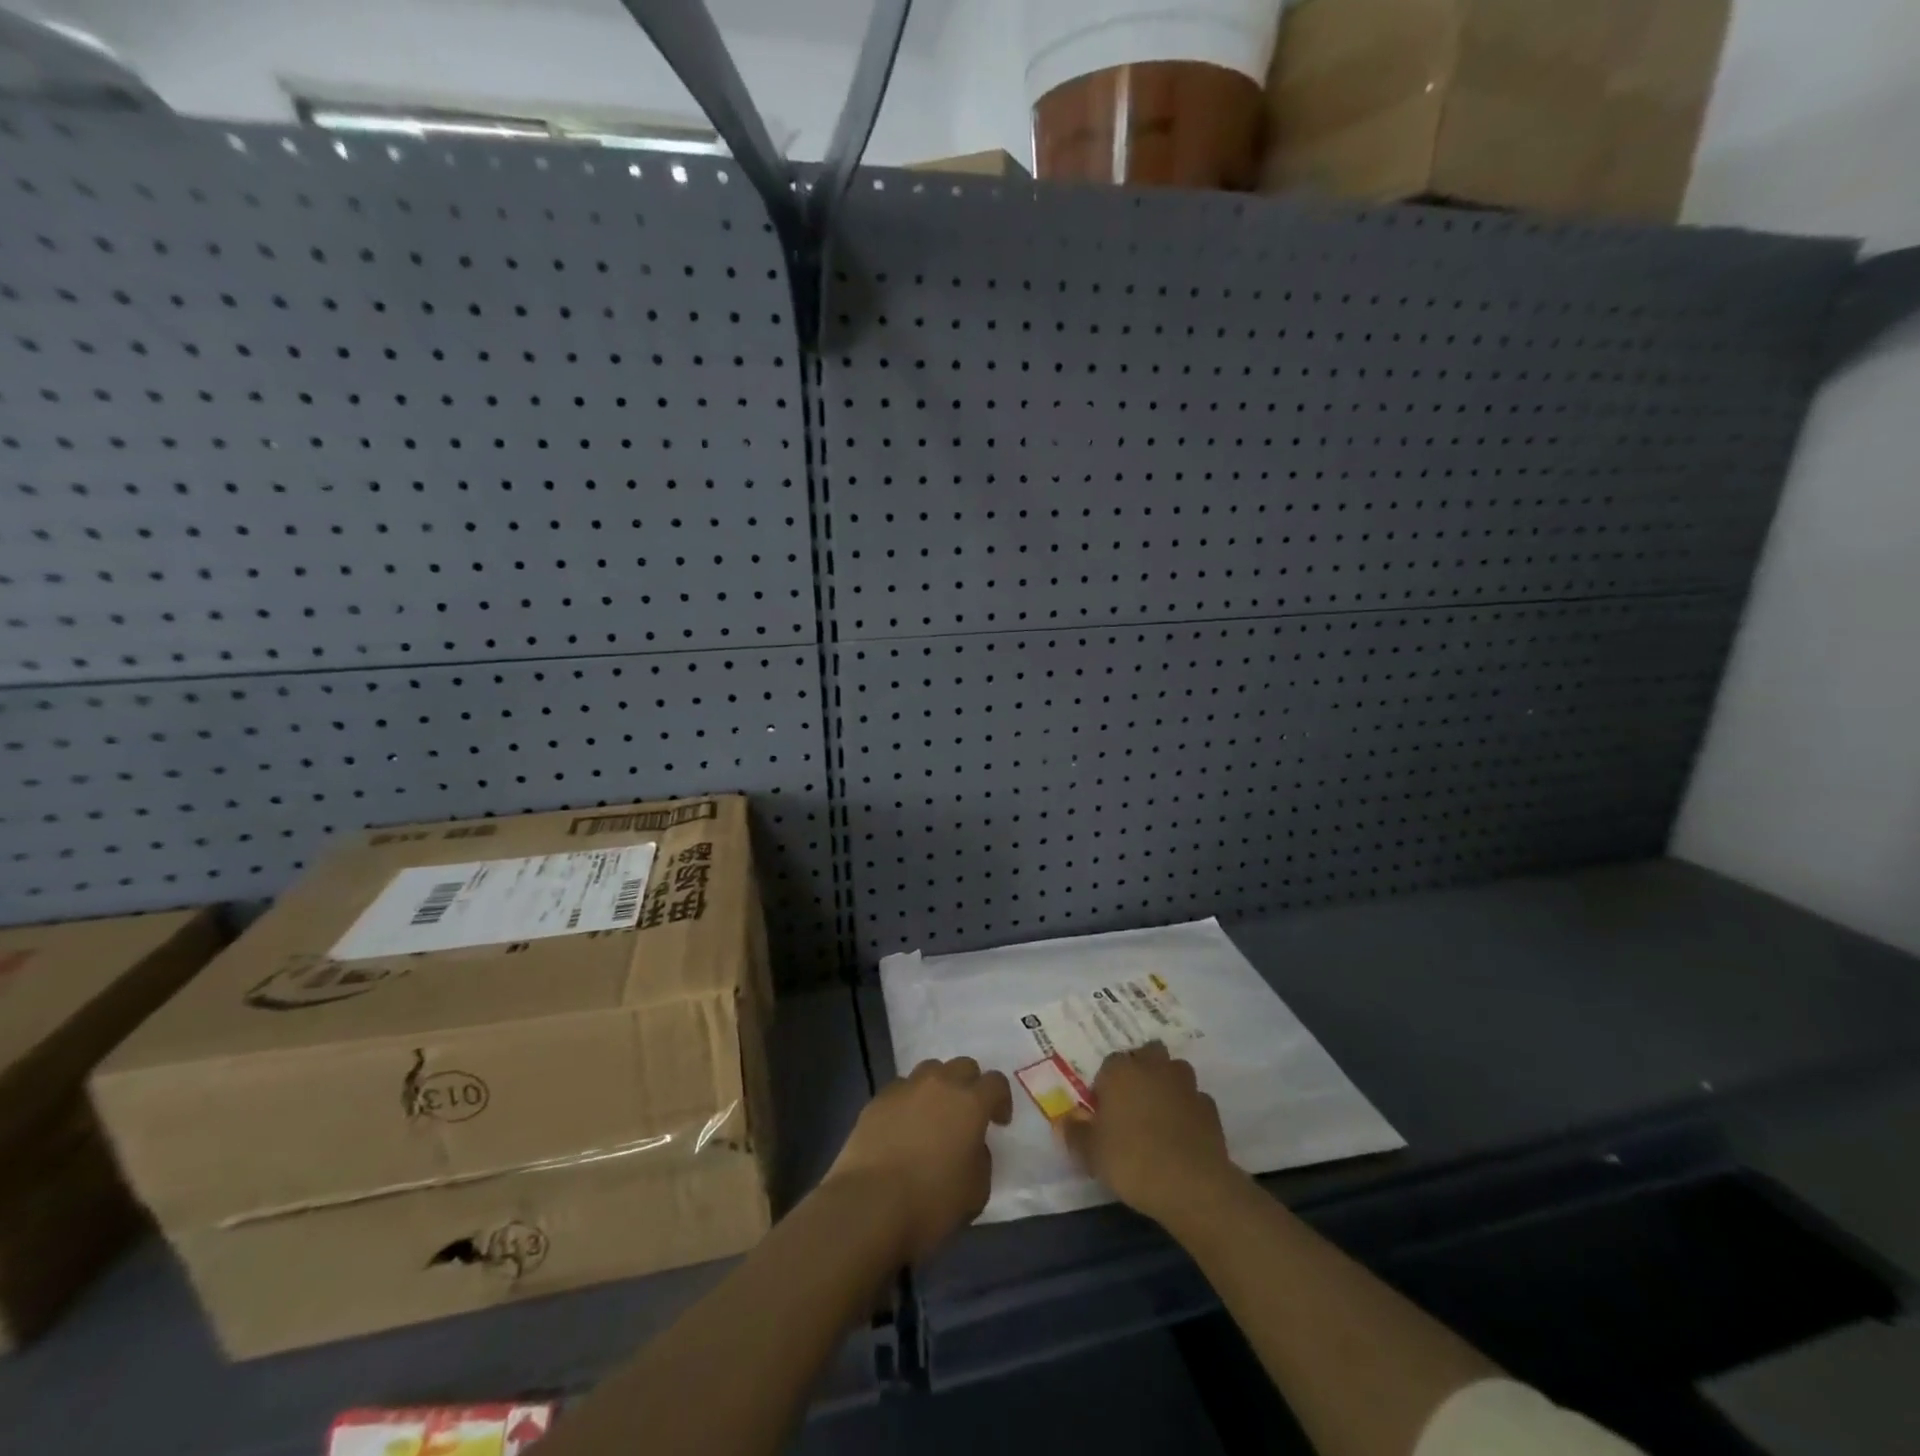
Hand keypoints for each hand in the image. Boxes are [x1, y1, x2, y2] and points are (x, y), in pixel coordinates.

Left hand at [825, 1057, 1012, 1264]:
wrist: (869, 1204)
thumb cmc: (931, 1202)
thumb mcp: (976, 1191)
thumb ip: (981, 1159)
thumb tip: (971, 1146)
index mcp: (970, 1103)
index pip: (995, 1082)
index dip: (1001, 1100)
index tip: (999, 1122)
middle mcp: (939, 1084)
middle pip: (962, 1066)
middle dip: (970, 1085)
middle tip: (967, 1115)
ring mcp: (905, 1088)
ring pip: (929, 1071)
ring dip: (938, 1087)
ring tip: (933, 1116)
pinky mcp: (877, 1100)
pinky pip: (901, 1089)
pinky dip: (908, 1102)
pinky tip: (903, 1128)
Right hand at [1063, 1043, 1237, 1225]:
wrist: (1191, 1185)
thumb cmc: (1131, 1161)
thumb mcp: (1091, 1153)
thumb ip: (1074, 1133)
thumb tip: (1064, 1120)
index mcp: (1120, 1072)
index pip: (1109, 1064)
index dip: (1105, 1085)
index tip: (1103, 1110)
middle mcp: (1153, 1068)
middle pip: (1146, 1053)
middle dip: (1141, 1069)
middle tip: (1132, 1102)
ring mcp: (1185, 1085)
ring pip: (1174, 1071)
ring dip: (1167, 1083)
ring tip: (1159, 1113)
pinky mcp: (1210, 1108)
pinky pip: (1195, 1099)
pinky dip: (1189, 1109)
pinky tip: (1183, 1132)